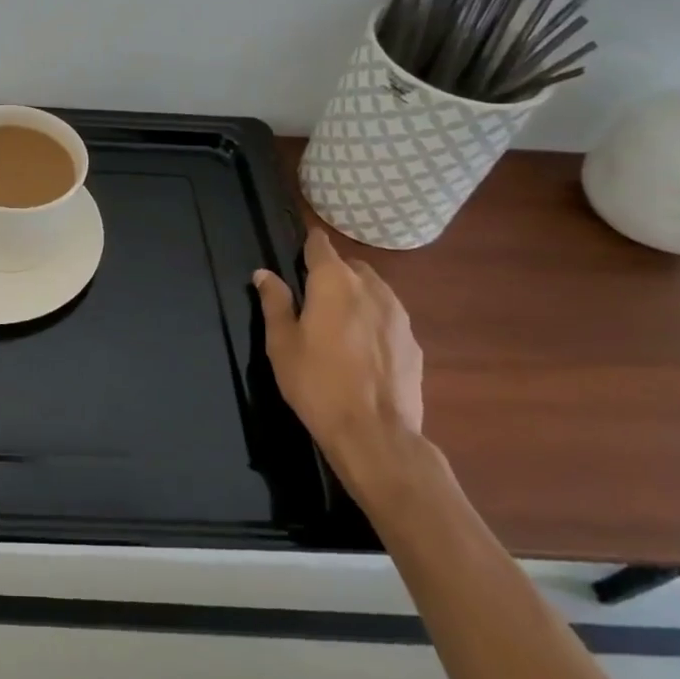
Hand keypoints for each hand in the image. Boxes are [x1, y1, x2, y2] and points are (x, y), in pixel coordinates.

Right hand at [254, 229, 424, 494]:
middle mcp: (371, 288)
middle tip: (312, 299)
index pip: (320, 245)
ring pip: (374, 291)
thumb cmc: (316, 382)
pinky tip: (362, 352)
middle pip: (350, 266)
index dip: (308, 244)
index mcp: (334, 282)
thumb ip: (274, 302)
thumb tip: (264, 274)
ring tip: (339, 325)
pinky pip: (389, 320)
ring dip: (356, 297)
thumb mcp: (281, 342)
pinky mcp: (414, 344)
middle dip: (333, 274)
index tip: (298, 252)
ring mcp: (399, 316)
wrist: (375, 434)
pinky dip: (374, 324)